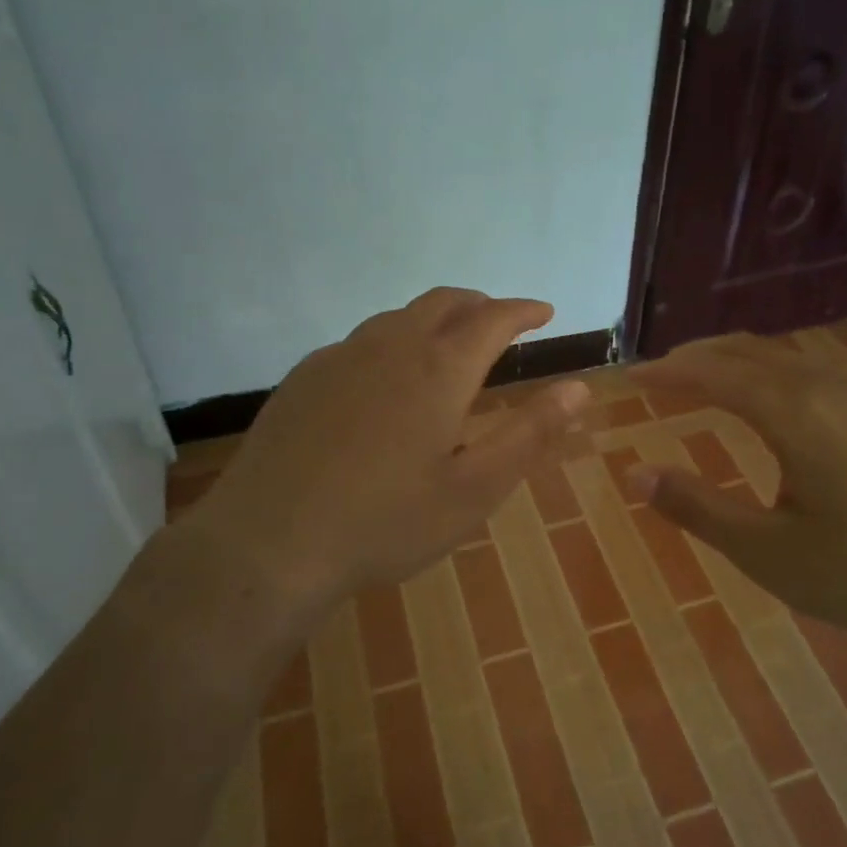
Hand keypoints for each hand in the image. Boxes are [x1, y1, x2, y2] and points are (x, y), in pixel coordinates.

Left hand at [178, 288, 588, 626]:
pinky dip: (391, 343)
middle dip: (479, 305)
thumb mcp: (473, 490)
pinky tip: (384, 380)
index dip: (523, 311)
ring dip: (433, 321)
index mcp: (439, 370)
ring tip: (447, 346)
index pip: (492, 319)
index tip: (543, 312)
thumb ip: (530, 435)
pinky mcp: (303, 378)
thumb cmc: (385, 522)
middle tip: (499, 321)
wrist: (268, 543)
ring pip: (397, 318)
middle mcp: (390, 347)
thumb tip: (578, 389)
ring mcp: (339, 358)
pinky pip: (359, 343)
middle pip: (443, 303)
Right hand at [627, 334, 846, 653]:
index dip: (666, 374)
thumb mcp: (772, 554)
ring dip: (735, 362)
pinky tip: (773, 403)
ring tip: (704, 380)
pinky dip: (769, 374)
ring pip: (783, 359)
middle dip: (697, 358)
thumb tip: (636, 475)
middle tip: (658, 374)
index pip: (712, 375)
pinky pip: (810, 374)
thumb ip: (700, 510)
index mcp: (792, 414)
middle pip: (747, 353)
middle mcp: (825, 390)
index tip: (628, 379)